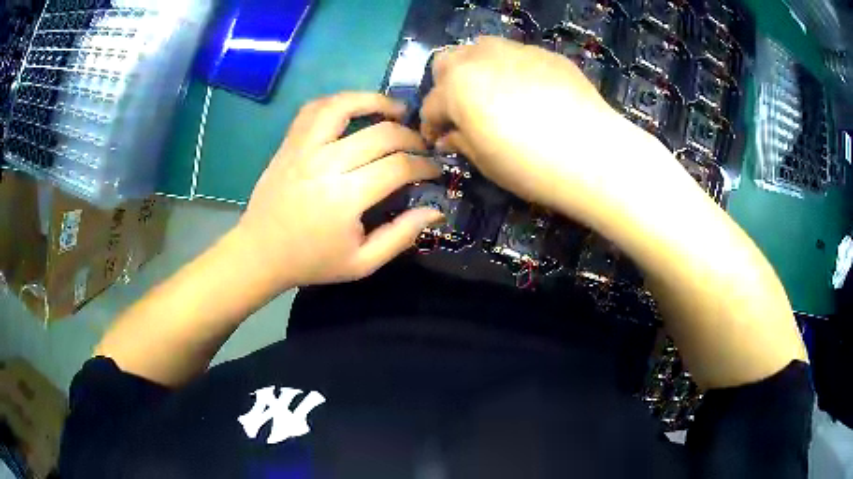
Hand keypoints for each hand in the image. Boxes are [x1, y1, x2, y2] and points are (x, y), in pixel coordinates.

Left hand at [235, 92, 441, 290]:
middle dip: (412, 137)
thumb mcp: (362, 263)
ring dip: (376, 101)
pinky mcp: (290, 143)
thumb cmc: (312, 261)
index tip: (435, 170)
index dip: (425, 165)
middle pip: (381, 133)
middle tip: (422, 147)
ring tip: (395, 110)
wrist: (260, 252)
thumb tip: (436, 211)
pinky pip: (315, 108)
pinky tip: (354, 109)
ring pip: (345, 105)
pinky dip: (339, 101)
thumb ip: (401, 236)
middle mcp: (325, 164)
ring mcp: (304, 148)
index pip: (398, 167)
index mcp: (345, 198)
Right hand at [420, 37, 672, 218]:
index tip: (438, 141)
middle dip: (446, 86)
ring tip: (492, 94)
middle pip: (447, 61)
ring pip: (481, 48)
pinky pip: (517, 55)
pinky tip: (529, 93)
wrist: (594, 155)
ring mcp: (516, 51)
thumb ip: (460, 141)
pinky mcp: (546, 54)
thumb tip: (449, 136)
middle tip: (462, 111)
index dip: (430, 125)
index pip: (430, 104)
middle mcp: (480, 58)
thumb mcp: (485, 162)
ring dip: (476, 69)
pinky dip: (511, 69)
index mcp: (457, 87)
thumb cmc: (531, 167)